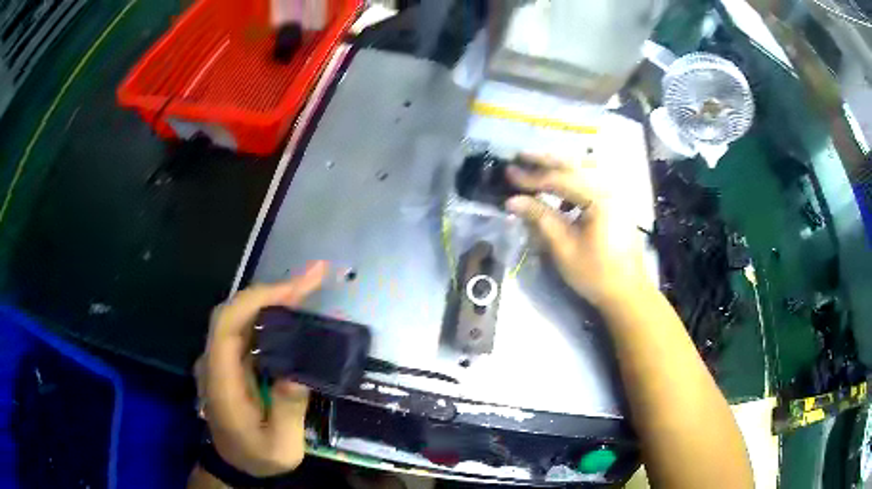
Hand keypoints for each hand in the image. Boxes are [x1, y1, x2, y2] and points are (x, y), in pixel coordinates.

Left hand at [198, 261, 327, 476]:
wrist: (234, 463)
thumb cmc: (256, 457)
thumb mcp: (280, 448)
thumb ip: (287, 412)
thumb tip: (297, 373)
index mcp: (221, 381)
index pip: (227, 325)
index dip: (257, 300)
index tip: (295, 291)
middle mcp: (213, 362)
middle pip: (233, 311)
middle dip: (271, 291)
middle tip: (313, 279)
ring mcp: (219, 360)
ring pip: (239, 316)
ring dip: (272, 299)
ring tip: (308, 289)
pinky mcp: (229, 362)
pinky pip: (246, 329)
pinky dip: (268, 315)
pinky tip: (291, 313)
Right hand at [506, 154, 648, 305]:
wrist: (628, 292)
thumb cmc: (596, 273)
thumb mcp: (564, 247)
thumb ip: (540, 218)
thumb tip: (512, 200)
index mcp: (599, 198)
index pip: (560, 179)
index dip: (532, 177)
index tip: (508, 173)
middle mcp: (609, 187)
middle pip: (574, 164)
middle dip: (546, 160)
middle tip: (520, 156)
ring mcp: (615, 193)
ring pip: (585, 168)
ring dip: (560, 166)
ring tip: (537, 168)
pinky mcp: (616, 202)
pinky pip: (592, 180)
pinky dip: (574, 179)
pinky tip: (562, 192)